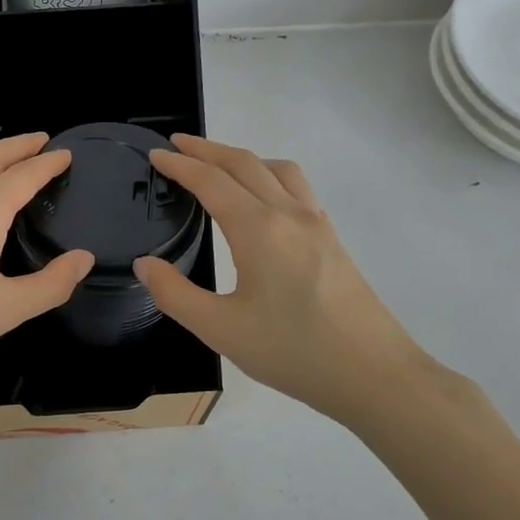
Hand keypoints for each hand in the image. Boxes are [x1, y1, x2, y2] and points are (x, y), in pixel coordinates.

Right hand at [133, 135, 433, 420]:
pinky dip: (270, 176)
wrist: (373, 374)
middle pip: (244, 164)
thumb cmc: (292, 351)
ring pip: (277, 170)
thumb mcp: (220, 329)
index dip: (180, 164)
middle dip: (207, 149)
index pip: (211, 181)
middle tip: (177, 145)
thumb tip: (146, 264)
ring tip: (219, 167)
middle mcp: (288, 214)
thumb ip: (174, 294)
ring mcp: (317, 224)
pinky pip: (297, 188)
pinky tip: (264, 202)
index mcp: (258, 229)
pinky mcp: (332, 240)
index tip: (156, 154)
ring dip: (243, 158)